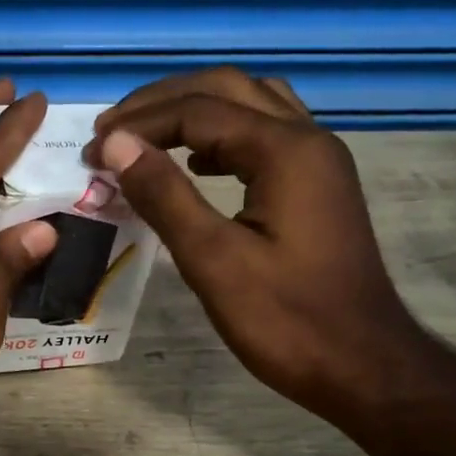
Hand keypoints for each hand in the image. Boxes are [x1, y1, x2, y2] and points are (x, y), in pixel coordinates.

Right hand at [86, 68, 420, 425]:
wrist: (364, 366)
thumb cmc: (287, 320)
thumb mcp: (214, 260)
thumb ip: (164, 195)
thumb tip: (116, 144)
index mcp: (285, 150)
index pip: (196, 111)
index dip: (137, 126)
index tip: (91, 153)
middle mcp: (308, 139)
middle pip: (226, 89)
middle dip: (162, 102)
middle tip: (112, 130)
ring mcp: (319, 161)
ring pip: (251, 104)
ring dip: (196, 111)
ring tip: (147, 138)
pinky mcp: (319, 186)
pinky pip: (267, 135)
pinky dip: (224, 137)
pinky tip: (198, 166)